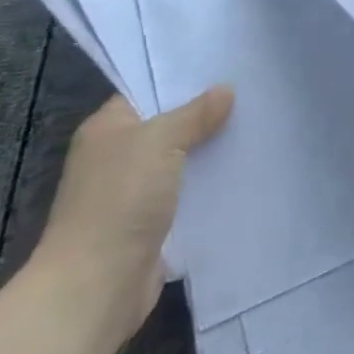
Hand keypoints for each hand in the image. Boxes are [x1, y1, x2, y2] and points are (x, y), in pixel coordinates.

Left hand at [30, 87, 233, 346]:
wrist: (96, 287)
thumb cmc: (120, 201)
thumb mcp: (160, 141)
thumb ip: (195, 114)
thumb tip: (226, 90)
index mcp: (107, 129)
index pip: (148, 91)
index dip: (184, 78)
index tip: (226, 66)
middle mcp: (117, 156)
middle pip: (169, 124)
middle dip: (206, 114)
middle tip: (252, 92)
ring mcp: (134, 192)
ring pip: (182, 159)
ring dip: (211, 150)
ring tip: (257, 125)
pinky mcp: (152, 223)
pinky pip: (188, 192)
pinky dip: (210, 184)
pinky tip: (243, 168)